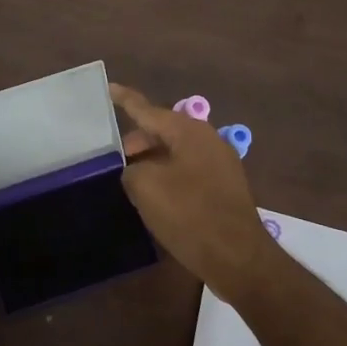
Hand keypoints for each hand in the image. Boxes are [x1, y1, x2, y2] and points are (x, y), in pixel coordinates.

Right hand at [111, 83, 279, 296]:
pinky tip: (154, 197)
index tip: (109, 87)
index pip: (148, 109)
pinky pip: (187, 172)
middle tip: (113, 160)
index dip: (126, 100)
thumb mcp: (146, 187)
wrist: (237, 257)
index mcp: (189, 132)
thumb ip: (132, 170)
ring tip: (129, 180)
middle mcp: (207, 140)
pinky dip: (167, 177)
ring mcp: (219, 164)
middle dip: (137, 142)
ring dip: (151, 162)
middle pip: (162, 131)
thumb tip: (137, 171)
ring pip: (174, 153)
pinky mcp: (223, 189)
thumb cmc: (189, 214)